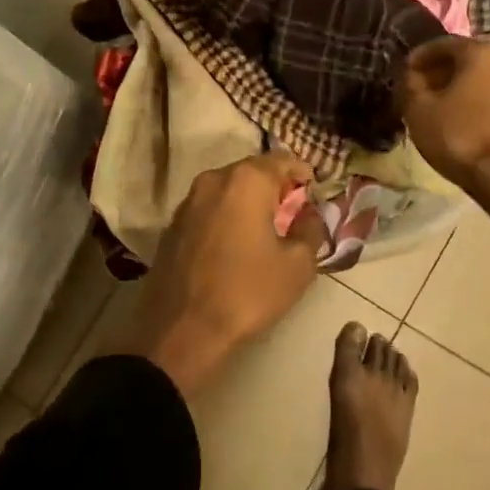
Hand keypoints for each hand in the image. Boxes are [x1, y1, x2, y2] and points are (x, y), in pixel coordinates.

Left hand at [109, 153, 325, 395]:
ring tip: (267, 229)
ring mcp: (188, 201)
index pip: (283, 159)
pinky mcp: (173, 225)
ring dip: (249, 202)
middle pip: (253, 171)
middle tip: (294, 211)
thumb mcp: (297, 265)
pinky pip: (209, 209)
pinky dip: (227, 216)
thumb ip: (311, 229)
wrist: (181, 330)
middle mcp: (213, 179)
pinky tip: (236, 244)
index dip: (303, 173)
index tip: (316, 191)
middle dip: (276, 187)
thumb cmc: (247, 292)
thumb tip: (310, 214)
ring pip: (228, 189)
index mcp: (246, 180)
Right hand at [400, 37, 489, 192]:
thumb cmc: (458, 135)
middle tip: (414, 89)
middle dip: (436, 72)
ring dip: (454, 88)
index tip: (402, 71)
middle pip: (463, 61)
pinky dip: (469, 102)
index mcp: (482, 53)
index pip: (443, 44)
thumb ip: (410, 84)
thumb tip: (410, 75)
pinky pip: (489, 98)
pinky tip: (453, 120)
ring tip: (432, 106)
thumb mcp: (418, 109)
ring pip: (477, 80)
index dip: (418, 57)